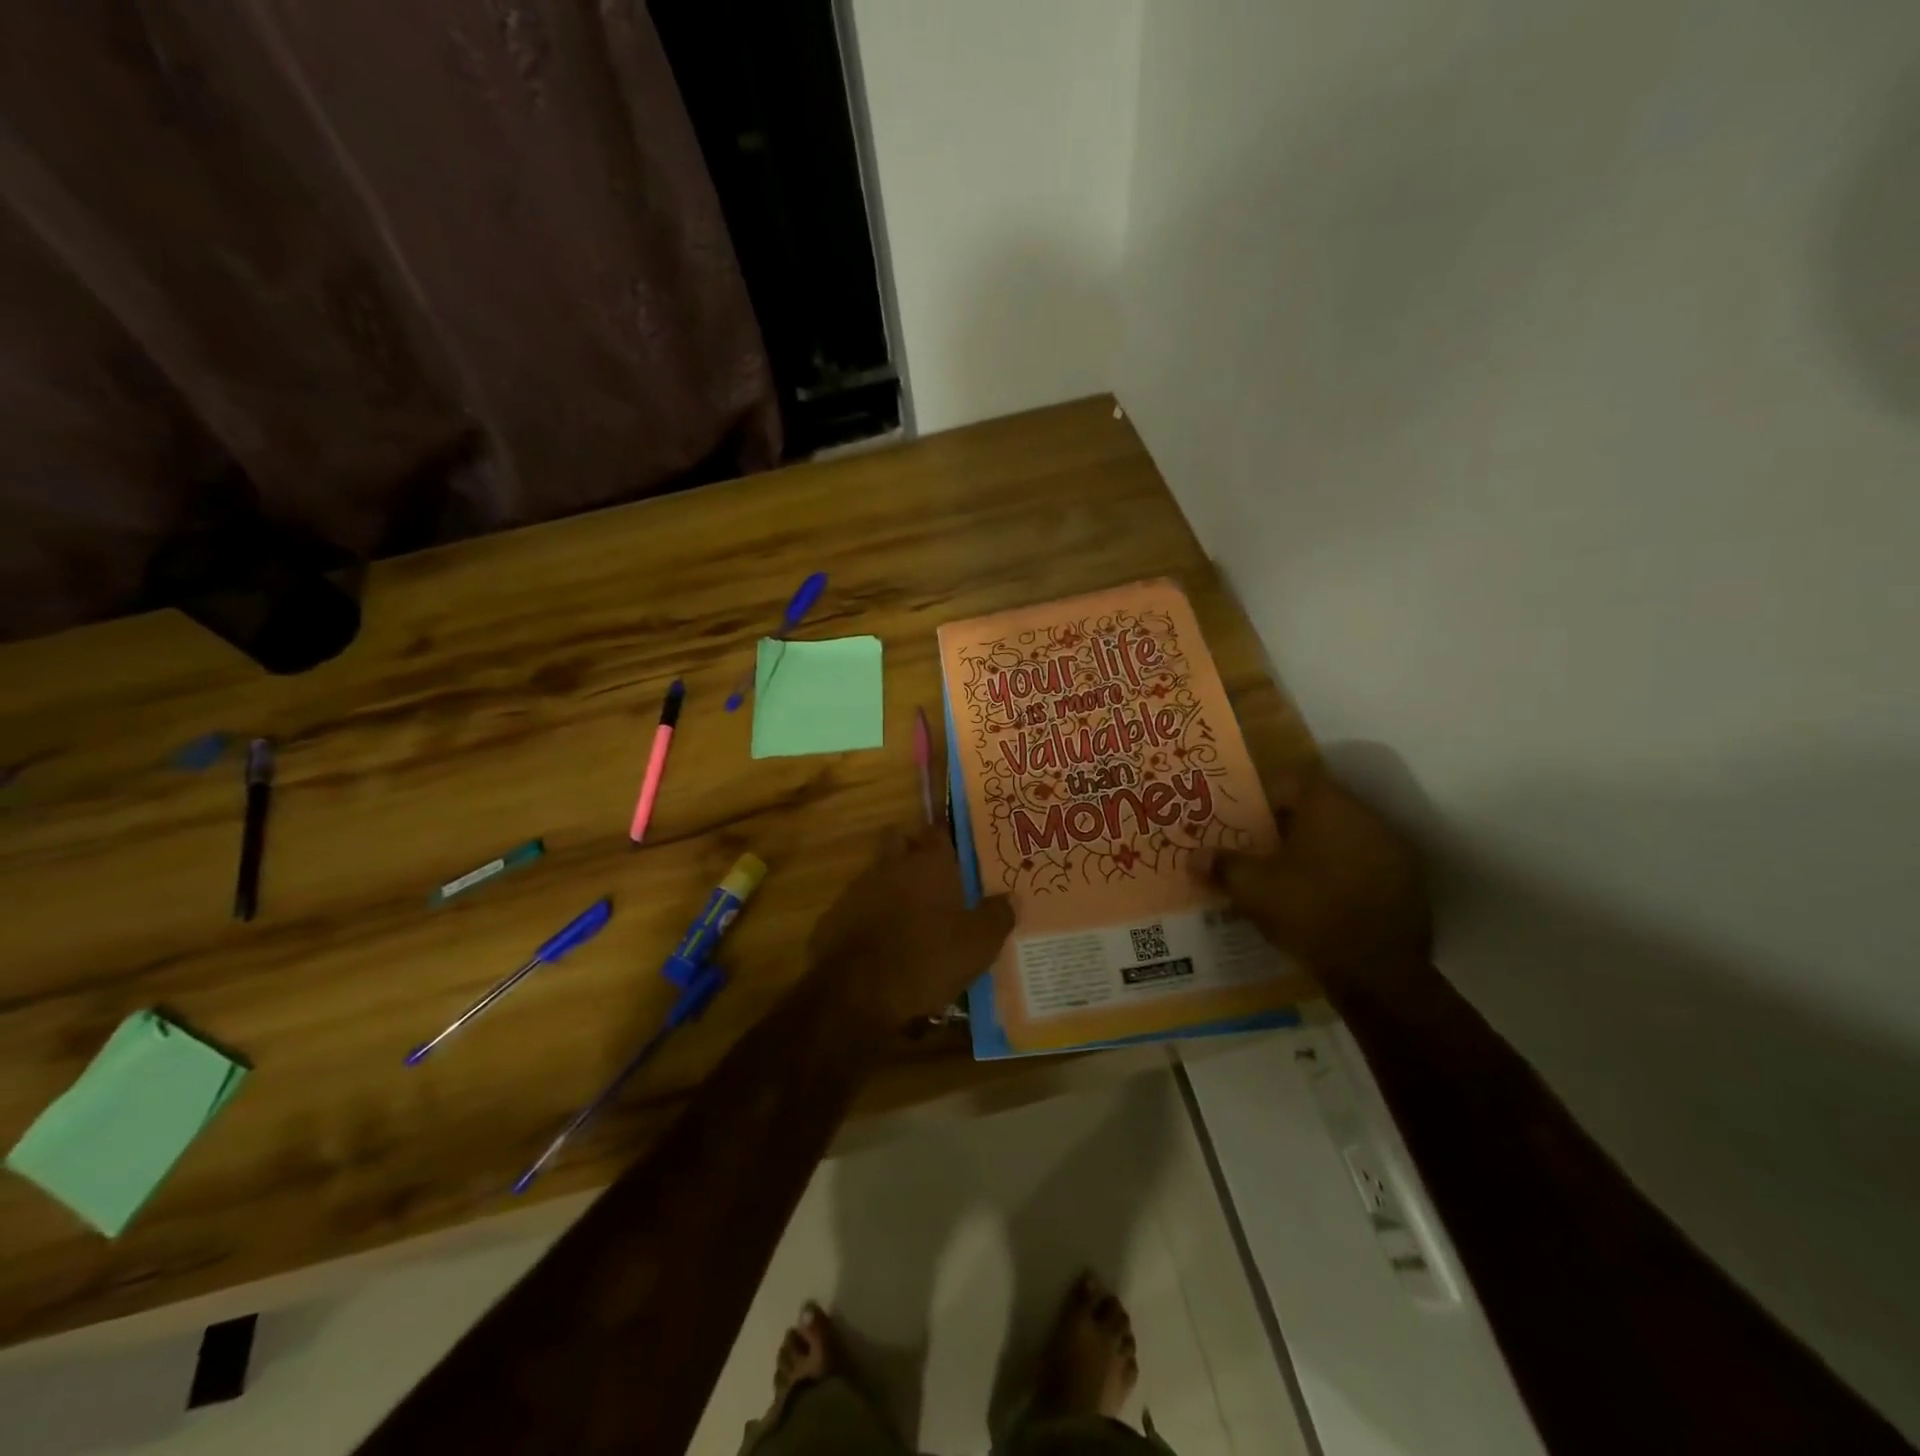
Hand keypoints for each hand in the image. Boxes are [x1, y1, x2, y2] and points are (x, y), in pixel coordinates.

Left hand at [810, 826, 1014, 1026]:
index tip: (958, 849)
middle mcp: (891, 865)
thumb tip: (1011, 897)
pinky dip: (869, 915)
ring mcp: (858, 889)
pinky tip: (881, 940)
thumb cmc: (927, 958)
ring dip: (890, 884)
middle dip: (912, 848)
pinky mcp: (834, 917)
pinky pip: (857, 906)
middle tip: (933, 874)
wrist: (856, 992)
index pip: (938, 831)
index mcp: (929, 864)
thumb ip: (997, 915)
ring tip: (910, 913)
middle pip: (899, 840)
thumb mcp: (978, 944)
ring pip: (877, 872)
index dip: (947, 837)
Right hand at [1214, 766, 1430, 993]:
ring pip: (1346, 835)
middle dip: (1291, 825)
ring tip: (1291, 877)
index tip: (1248, 823)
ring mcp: (1394, 850)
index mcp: (1329, 807)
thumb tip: (1194, 857)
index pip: (1293, 780)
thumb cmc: (1309, 913)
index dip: (1266, 798)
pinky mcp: (1409, 883)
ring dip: (1319, 849)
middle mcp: (1367, 817)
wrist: (1378, 973)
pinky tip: (1325, 900)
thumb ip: (1223, 865)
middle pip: (1321, 807)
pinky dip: (1344, 872)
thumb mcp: (1253, 889)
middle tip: (1263, 850)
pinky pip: (1367, 863)